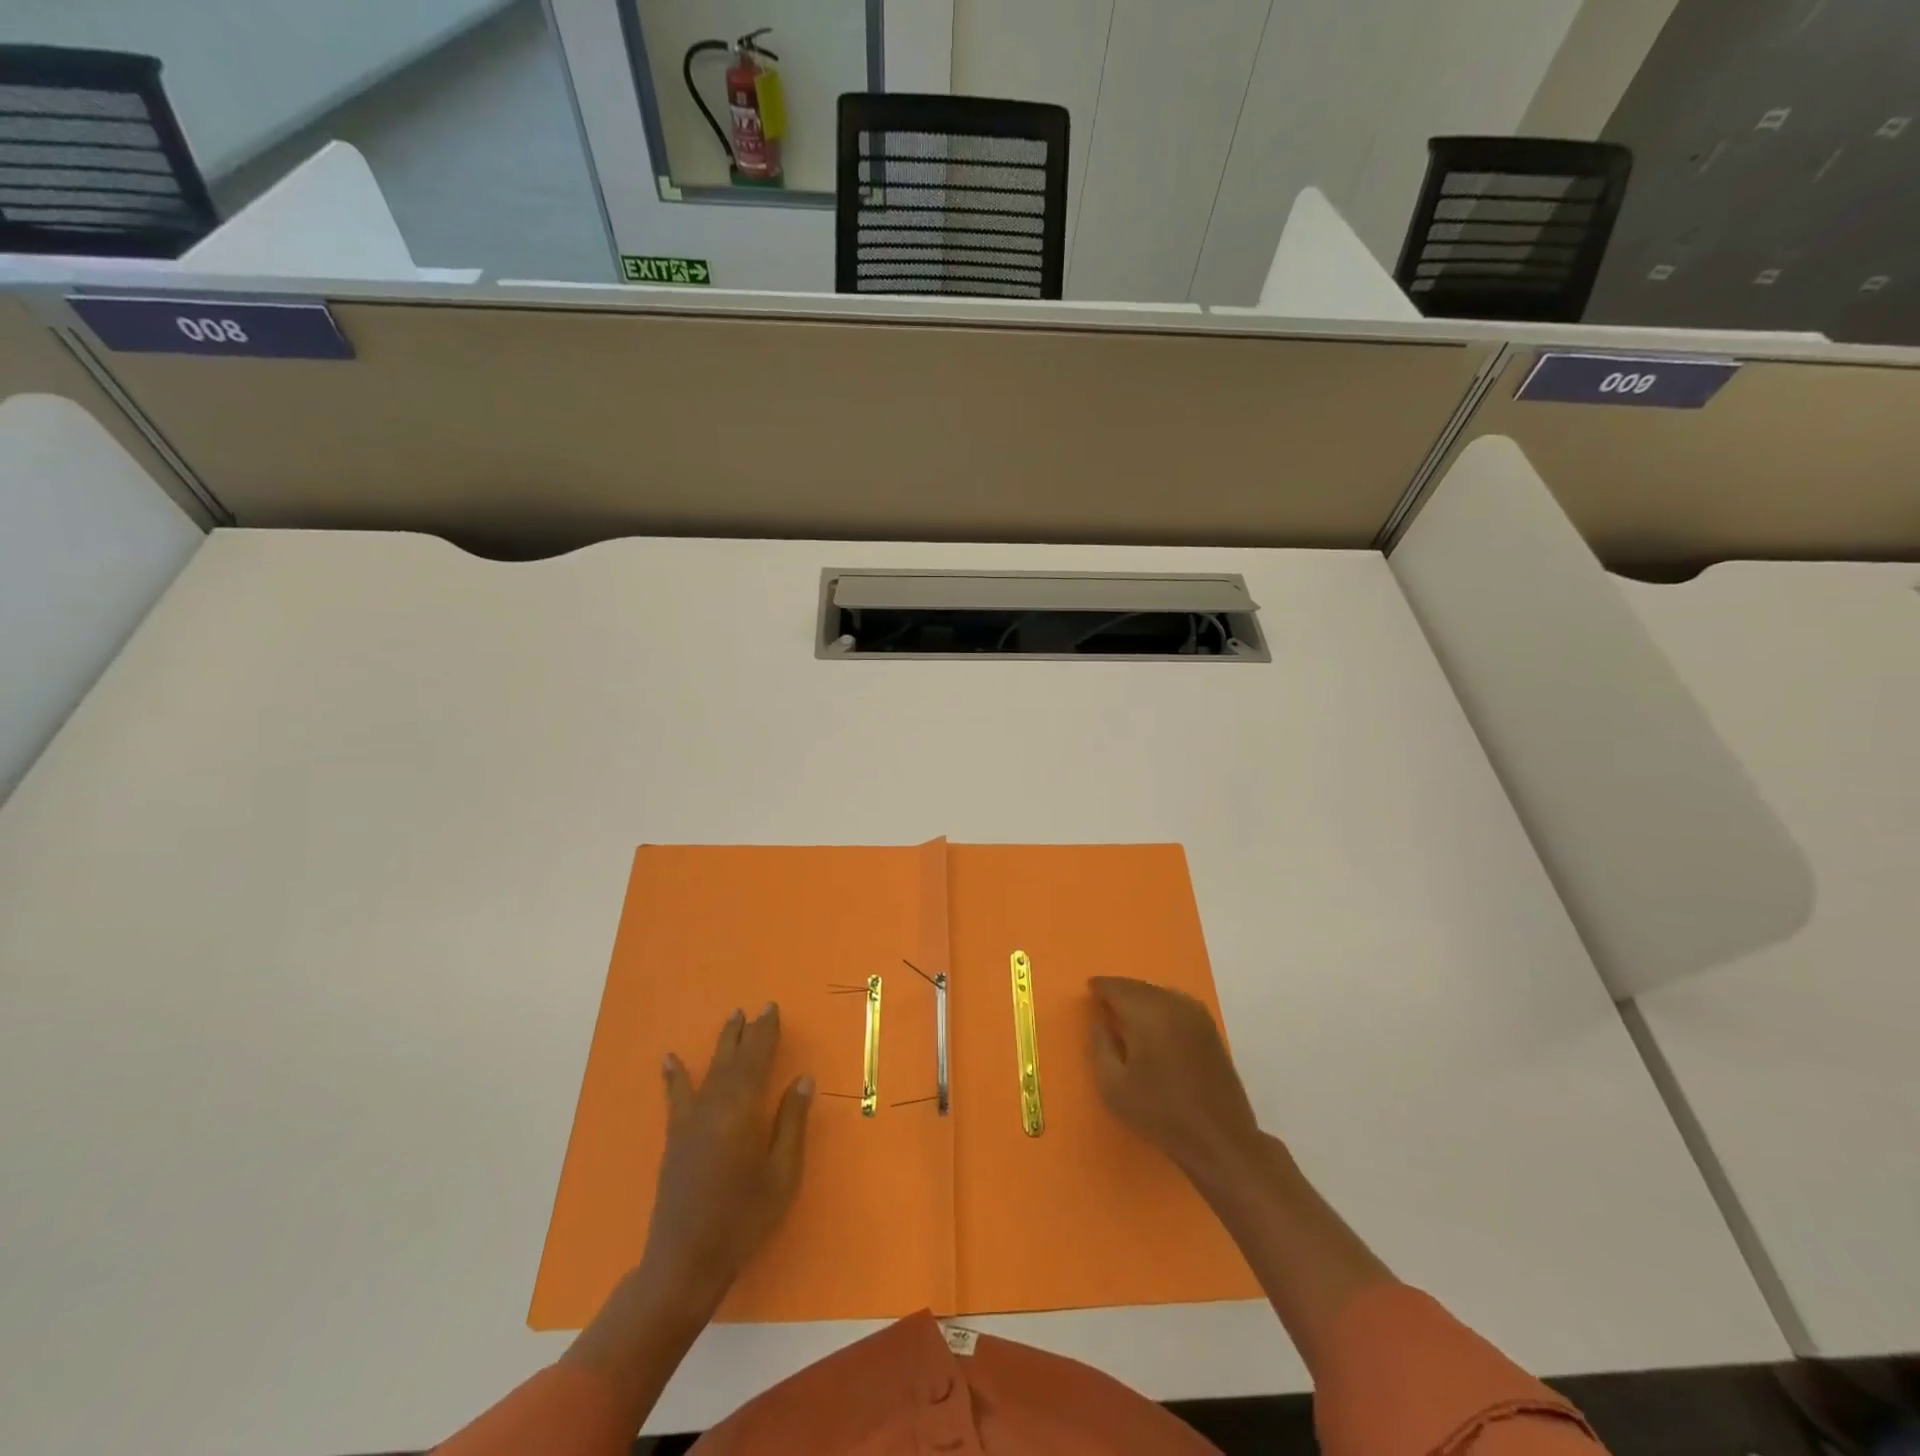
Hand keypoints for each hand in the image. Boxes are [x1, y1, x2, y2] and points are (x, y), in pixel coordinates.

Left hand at [638, 1003, 813, 1317]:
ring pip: (710, 1070)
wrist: (685, 1262)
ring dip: (722, 1044)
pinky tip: (669, 1059)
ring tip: (731, 1018)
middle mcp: (715, 1106)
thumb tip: (802, 1079)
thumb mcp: (782, 1174)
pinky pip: (677, 1097)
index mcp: (743, 1111)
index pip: (758, 1059)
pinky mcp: (675, 1138)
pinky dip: (675, 1076)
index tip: (772, 1009)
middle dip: (747, 1032)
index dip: (766, 1033)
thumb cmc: (743, 1219)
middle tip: (757, 1008)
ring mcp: (691, 1121)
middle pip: (734, 1060)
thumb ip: (791, 1123)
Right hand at [1087, 977, 1260, 1181]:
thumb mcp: (1113, 1086)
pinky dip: (1160, 1005)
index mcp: (1148, 1013)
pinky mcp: (1210, 1029)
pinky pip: (1177, 1003)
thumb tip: (1098, 1019)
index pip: (1118, 987)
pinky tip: (1154, 1023)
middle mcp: (1173, 1004)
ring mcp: (1196, 1015)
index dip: (1101, 987)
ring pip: (1159, 993)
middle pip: (1139, 987)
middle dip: (1120, 990)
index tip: (1089, 990)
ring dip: (1141, 997)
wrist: (1219, 1138)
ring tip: (1126, 1012)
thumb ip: (1100, 1045)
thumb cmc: (1159, 1113)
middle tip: (1104, 1001)